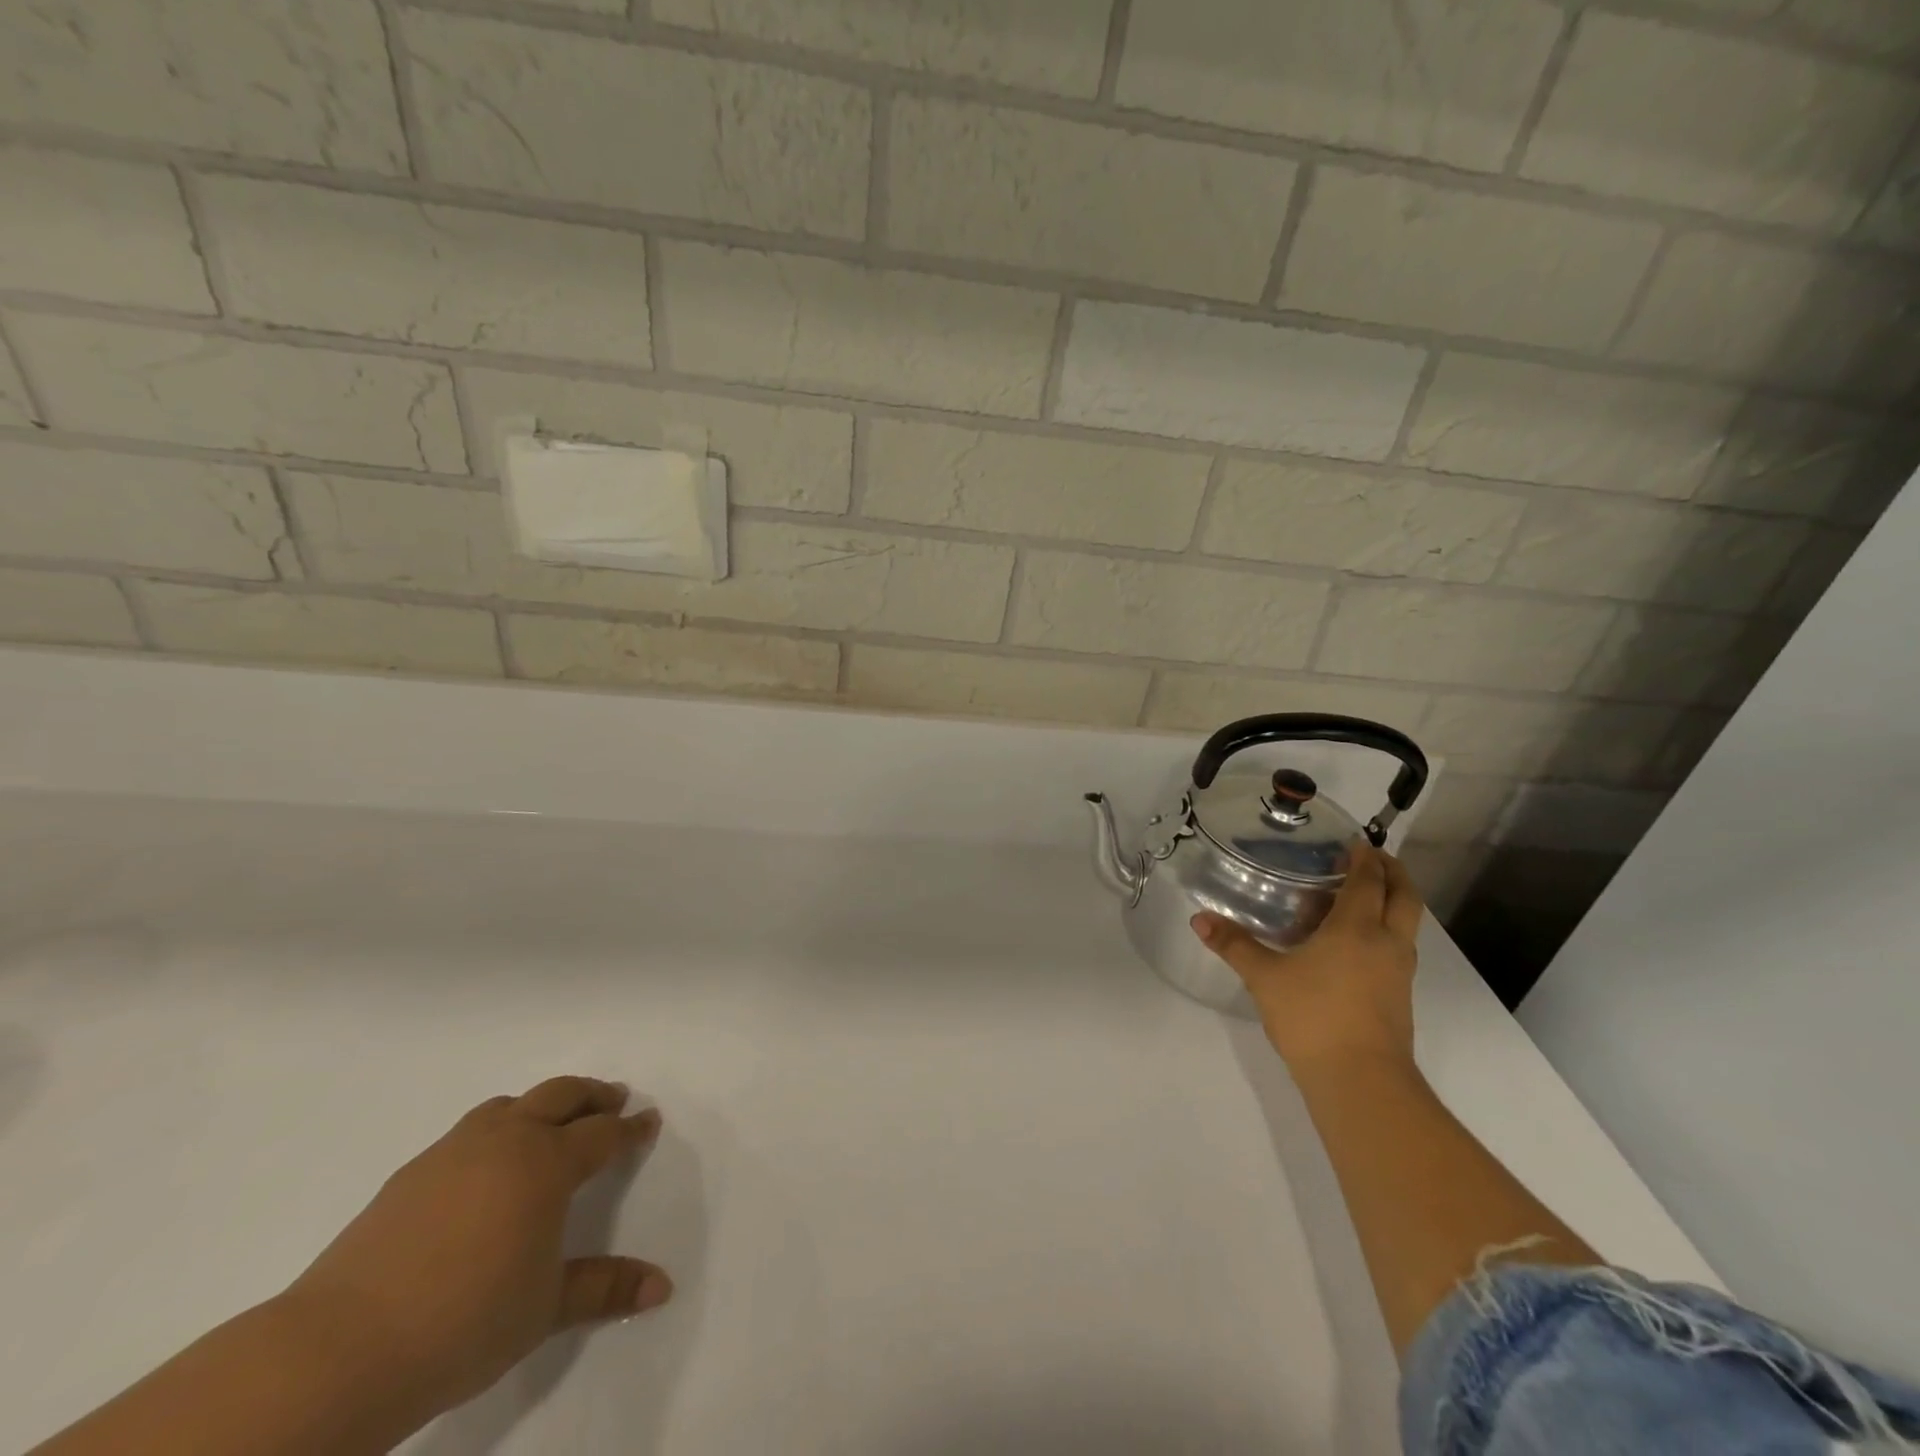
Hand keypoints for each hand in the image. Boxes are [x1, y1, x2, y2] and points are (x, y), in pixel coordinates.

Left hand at [282, 1077, 671, 1419]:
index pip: (603, 1133)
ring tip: (551, 1122)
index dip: (630, 1128)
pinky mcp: (412, 1172)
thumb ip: (604, 1287)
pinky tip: (487, 1165)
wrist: (339, 1350)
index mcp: (547, 1163)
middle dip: (593, 1095)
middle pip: (561, 1095)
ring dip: (541, 1104)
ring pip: (510, 1104)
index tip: (649, 1121)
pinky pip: (470, 1130)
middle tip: (614, 1099)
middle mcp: (507, 1141)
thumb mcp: (545, 1308)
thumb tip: (663, 1286)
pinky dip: (496, 1129)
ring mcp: (454, 1151)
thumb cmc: (464, 1321)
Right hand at [1192, 842, 1423, 1073]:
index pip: (1369, 880)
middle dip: (1392, 871)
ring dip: (1391, 901)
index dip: (1364, 857)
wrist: (1361, 1081)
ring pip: (1406, 923)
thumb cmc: (1313, 1016)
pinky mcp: (1399, 997)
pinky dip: (1384, 930)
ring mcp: (1398, 972)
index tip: (1355, 842)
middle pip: (1404, 895)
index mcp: (1357, 927)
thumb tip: (1199, 919)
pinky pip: (1397, 947)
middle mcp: (1387, 942)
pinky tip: (1352, 943)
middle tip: (1370, 858)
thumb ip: (1234, 945)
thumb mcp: (1265, 977)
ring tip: (1359, 897)